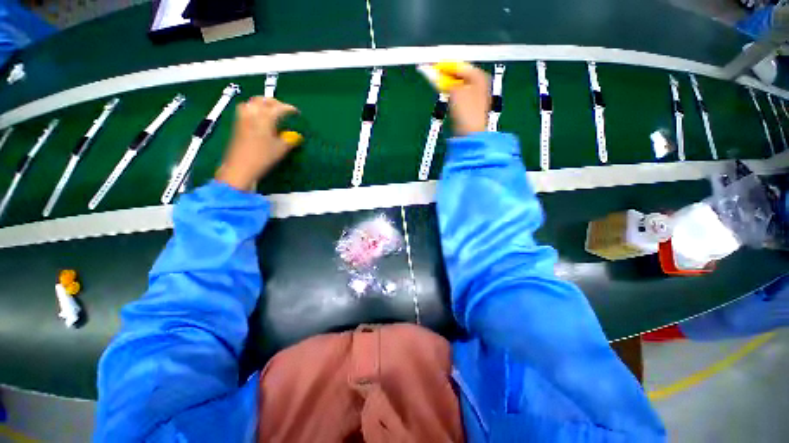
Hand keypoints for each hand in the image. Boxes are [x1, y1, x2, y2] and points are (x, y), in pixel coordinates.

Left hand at [216, 97, 297, 190]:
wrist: (240, 166)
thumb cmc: (263, 158)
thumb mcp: (281, 150)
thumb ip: (290, 140)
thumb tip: (296, 135)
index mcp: (265, 118)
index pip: (279, 108)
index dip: (289, 109)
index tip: (297, 113)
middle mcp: (253, 113)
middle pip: (264, 100)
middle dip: (275, 102)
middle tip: (284, 109)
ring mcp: (243, 118)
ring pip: (253, 102)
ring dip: (263, 103)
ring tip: (270, 110)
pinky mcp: (237, 124)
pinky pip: (246, 109)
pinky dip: (254, 108)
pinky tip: (259, 117)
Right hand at [436, 62, 490, 135]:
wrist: (471, 133)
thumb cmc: (467, 112)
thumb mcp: (455, 91)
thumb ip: (446, 80)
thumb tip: (437, 74)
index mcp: (479, 76)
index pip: (459, 66)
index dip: (445, 67)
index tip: (433, 67)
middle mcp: (480, 84)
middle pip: (459, 75)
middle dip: (447, 76)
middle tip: (434, 76)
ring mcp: (476, 97)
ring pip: (458, 86)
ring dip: (448, 86)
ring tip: (439, 86)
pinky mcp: (470, 108)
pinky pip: (459, 96)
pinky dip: (452, 95)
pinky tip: (448, 99)